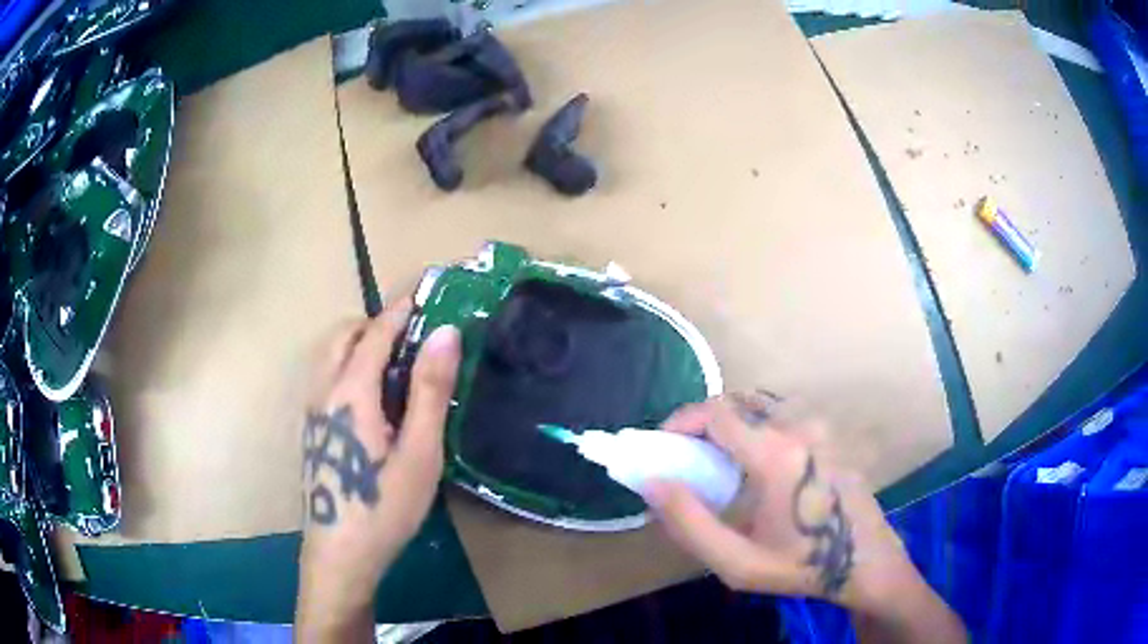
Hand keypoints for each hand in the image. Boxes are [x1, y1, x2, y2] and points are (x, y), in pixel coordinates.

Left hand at [295, 295, 460, 641]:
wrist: (340, 553)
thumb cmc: (384, 506)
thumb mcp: (419, 453)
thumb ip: (429, 390)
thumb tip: (446, 333)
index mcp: (351, 391)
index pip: (375, 331)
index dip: (402, 307)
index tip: (427, 288)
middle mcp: (325, 390)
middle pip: (344, 336)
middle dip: (377, 322)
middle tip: (415, 333)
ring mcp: (313, 411)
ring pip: (330, 356)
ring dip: (360, 343)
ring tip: (396, 362)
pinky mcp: (312, 430)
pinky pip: (327, 377)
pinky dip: (349, 364)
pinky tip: (374, 399)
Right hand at [643, 393, 919, 608]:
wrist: (864, 561)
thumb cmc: (801, 565)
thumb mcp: (738, 562)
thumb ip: (689, 523)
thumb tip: (652, 483)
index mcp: (776, 455)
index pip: (717, 412)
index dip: (682, 421)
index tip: (663, 446)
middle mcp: (799, 428)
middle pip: (737, 401)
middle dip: (702, 422)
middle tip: (686, 457)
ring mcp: (819, 427)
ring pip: (760, 405)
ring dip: (729, 423)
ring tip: (716, 461)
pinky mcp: (828, 434)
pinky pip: (781, 416)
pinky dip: (754, 426)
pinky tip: (754, 464)